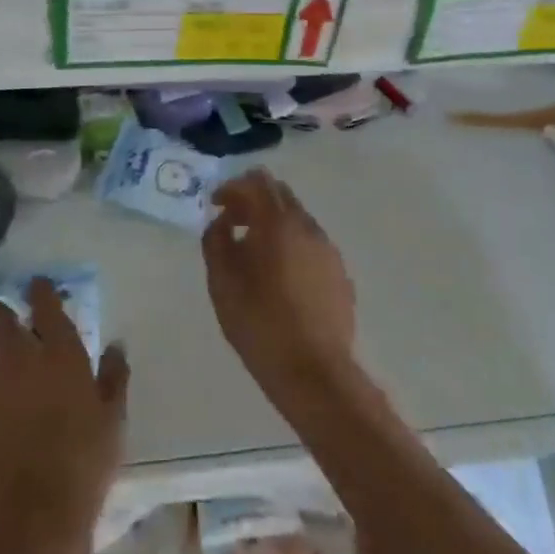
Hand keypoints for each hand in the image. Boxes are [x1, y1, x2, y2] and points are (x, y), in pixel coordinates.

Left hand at [0, 279, 128, 553]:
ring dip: (0, 368)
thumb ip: (114, 375)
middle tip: (13, 327)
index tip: (39, 287)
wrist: (28, 519)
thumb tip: (116, 345)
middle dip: (3, 315)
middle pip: (0, 318)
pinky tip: (0, 431)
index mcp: (59, 351)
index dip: (40, 290)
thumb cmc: (83, 463)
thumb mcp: (113, 419)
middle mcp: (18, 357)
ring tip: (14, 397)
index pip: (44, 302)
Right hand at [202, 169, 358, 412]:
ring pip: (297, 219)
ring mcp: (328, 249)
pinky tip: (279, 276)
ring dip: (272, 223)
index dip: (232, 187)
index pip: (257, 182)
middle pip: (280, 194)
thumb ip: (216, 241)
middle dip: (253, 201)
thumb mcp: (222, 282)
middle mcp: (308, 226)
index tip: (215, 205)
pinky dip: (290, 244)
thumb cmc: (260, 324)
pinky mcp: (339, 273)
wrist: (314, 371)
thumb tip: (221, 222)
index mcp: (278, 222)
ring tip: (253, 253)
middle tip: (231, 223)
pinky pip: (310, 244)